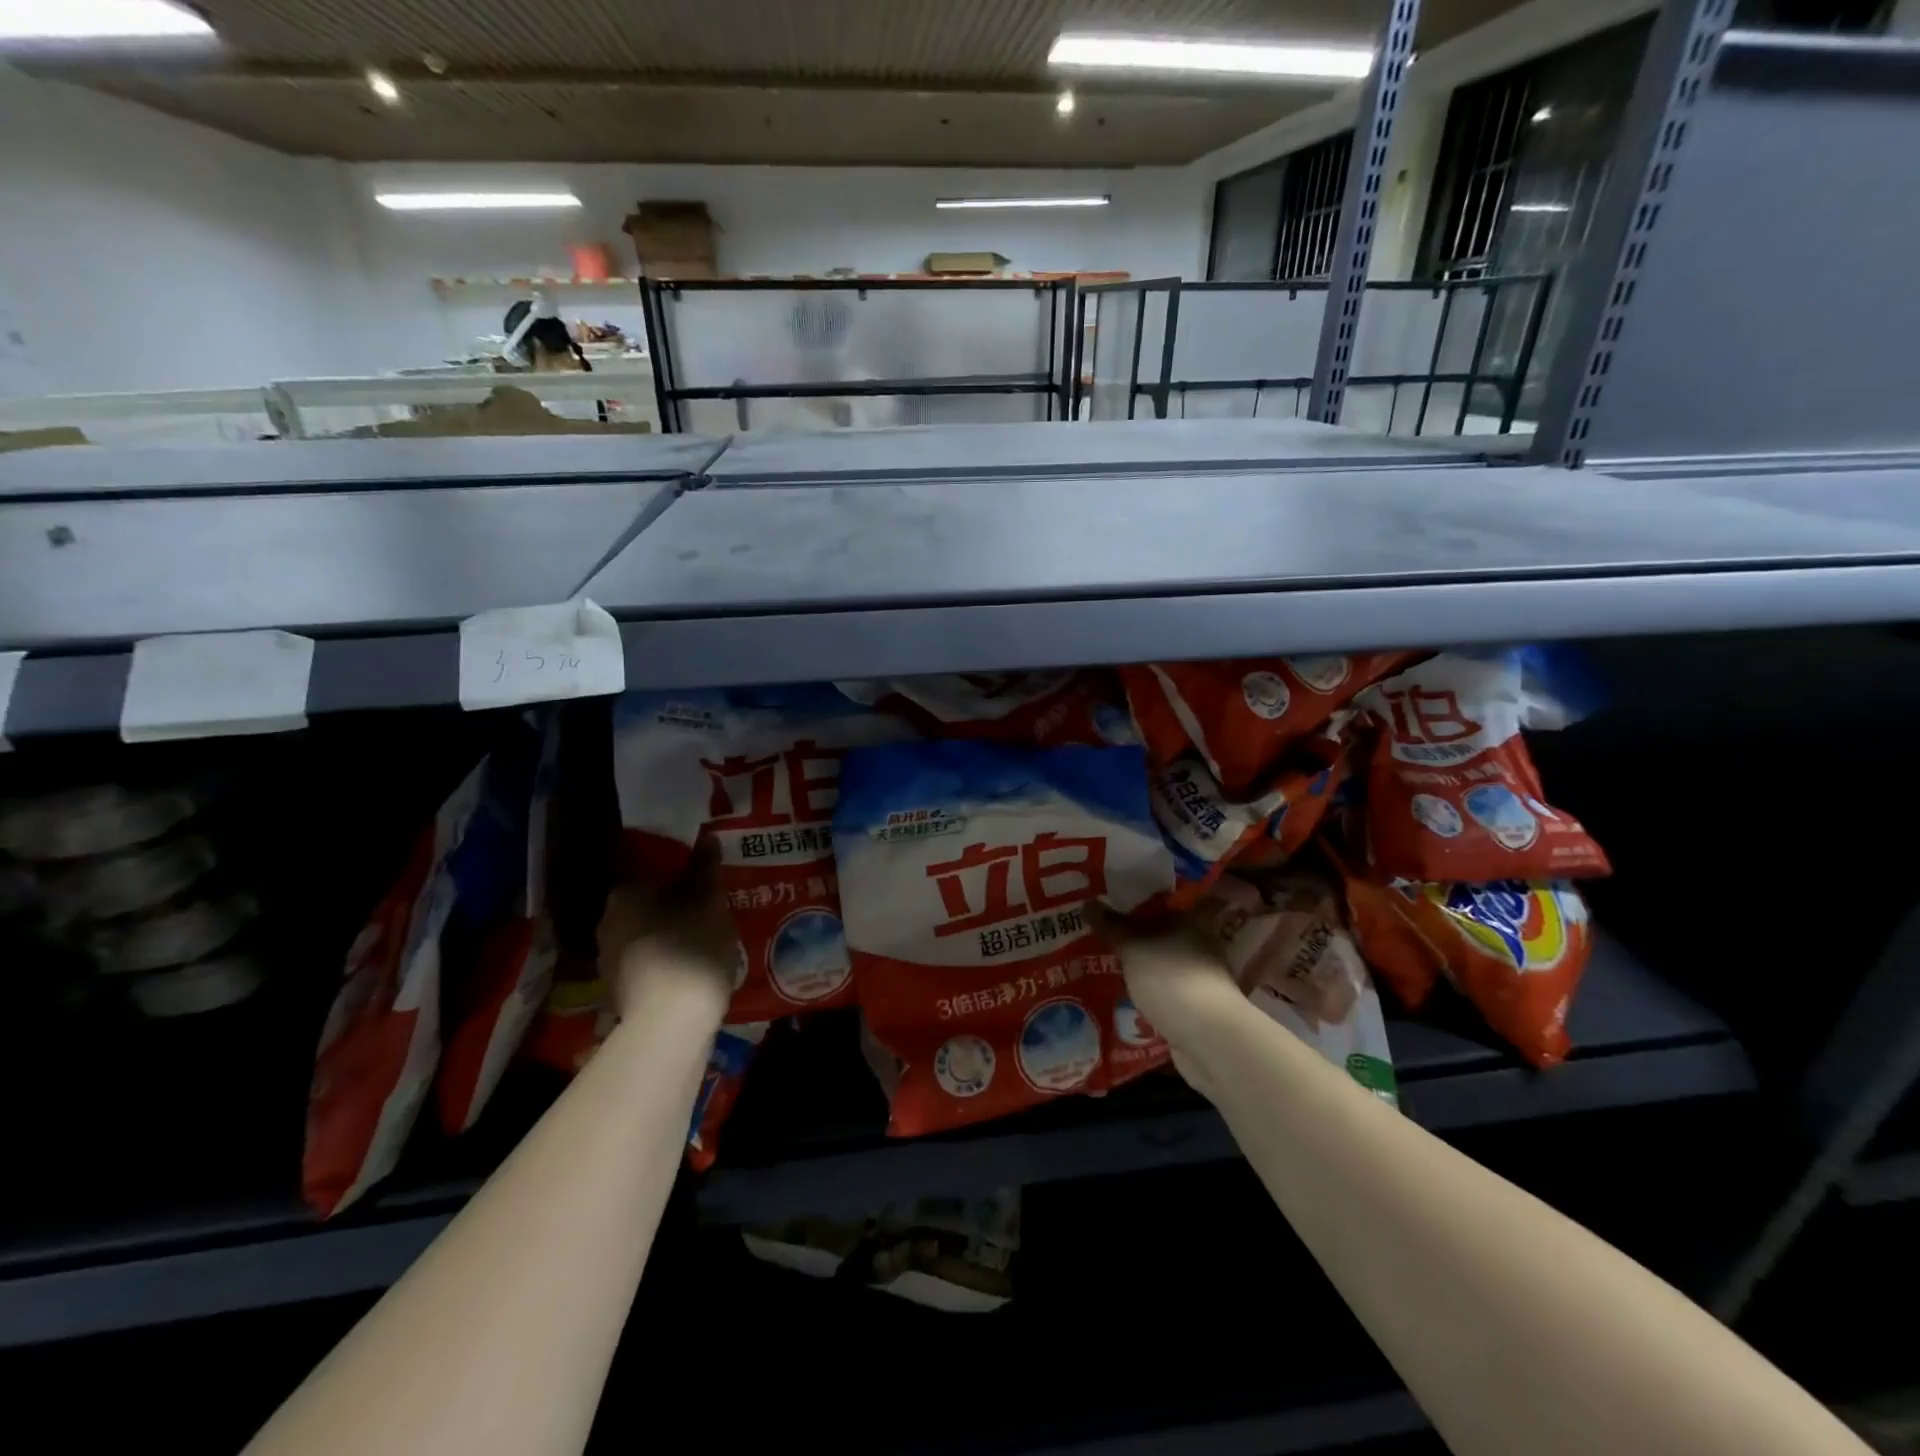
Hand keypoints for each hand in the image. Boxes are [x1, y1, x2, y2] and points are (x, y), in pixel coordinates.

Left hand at [596, 849, 737, 1027]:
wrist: (670, 1019)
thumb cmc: (691, 946)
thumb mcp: (708, 900)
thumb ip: (705, 867)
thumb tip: (705, 837)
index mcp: (624, 894)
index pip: (651, 873)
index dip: (679, 877)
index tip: (703, 885)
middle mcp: (606, 922)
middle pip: (646, 905)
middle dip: (672, 906)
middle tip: (706, 910)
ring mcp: (607, 960)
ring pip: (643, 935)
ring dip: (667, 935)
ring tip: (701, 941)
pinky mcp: (617, 991)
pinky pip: (644, 964)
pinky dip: (663, 962)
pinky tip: (688, 969)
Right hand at [1097, 906, 1253, 1099]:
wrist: (1209, 1038)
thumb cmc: (1171, 979)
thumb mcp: (1133, 948)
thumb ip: (1111, 926)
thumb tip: (1087, 903)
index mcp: (1189, 921)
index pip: (1159, 903)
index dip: (1132, 901)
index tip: (1105, 903)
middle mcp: (1198, 945)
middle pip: (1159, 934)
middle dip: (1132, 936)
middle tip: (1096, 934)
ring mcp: (1198, 978)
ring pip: (1160, 964)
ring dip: (1139, 966)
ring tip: (1103, 964)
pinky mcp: (1194, 1007)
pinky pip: (1163, 991)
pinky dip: (1146, 992)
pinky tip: (1122, 994)